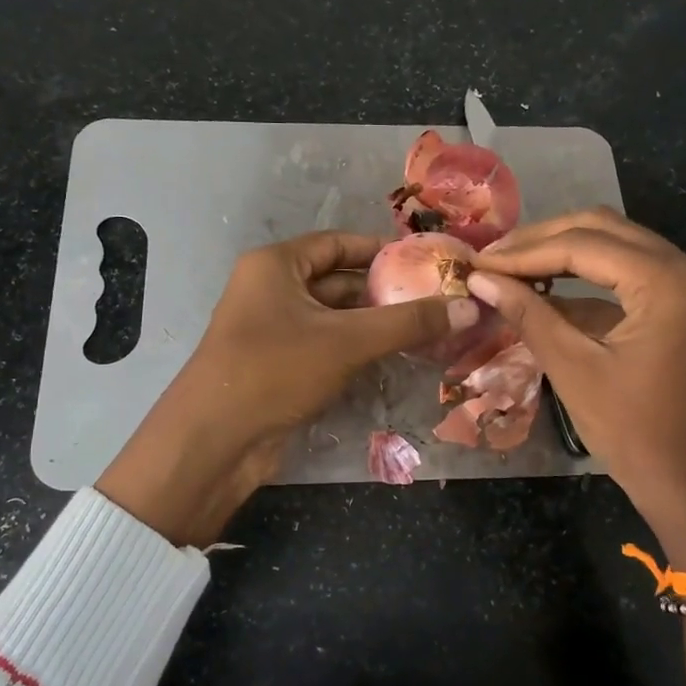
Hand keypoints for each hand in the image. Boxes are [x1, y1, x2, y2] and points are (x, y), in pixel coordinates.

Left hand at [98, 232, 477, 546]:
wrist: (216, 441)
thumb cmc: (276, 369)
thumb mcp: (347, 340)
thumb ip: (408, 323)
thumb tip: (469, 308)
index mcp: (275, 266)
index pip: (336, 243)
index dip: (380, 249)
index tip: (424, 260)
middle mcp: (271, 291)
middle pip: (337, 281)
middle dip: (383, 291)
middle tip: (436, 298)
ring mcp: (273, 331)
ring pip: (333, 318)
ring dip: (374, 324)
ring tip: (428, 328)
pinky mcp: (278, 367)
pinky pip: (325, 347)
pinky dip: (356, 350)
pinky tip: (395, 358)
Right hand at [468, 209, 685, 569]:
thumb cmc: (635, 432)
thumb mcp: (574, 368)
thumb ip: (528, 313)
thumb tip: (479, 278)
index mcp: (667, 281)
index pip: (582, 244)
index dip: (523, 252)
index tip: (477, 262)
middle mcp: (685, 269)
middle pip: (602, 229)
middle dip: (542, 240)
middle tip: (493, 259)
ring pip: (615, 246)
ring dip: (562, 253)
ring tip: (510, 269)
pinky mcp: (682, 307)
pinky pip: (628, 275)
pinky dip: (585, 278)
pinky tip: (544, 291)